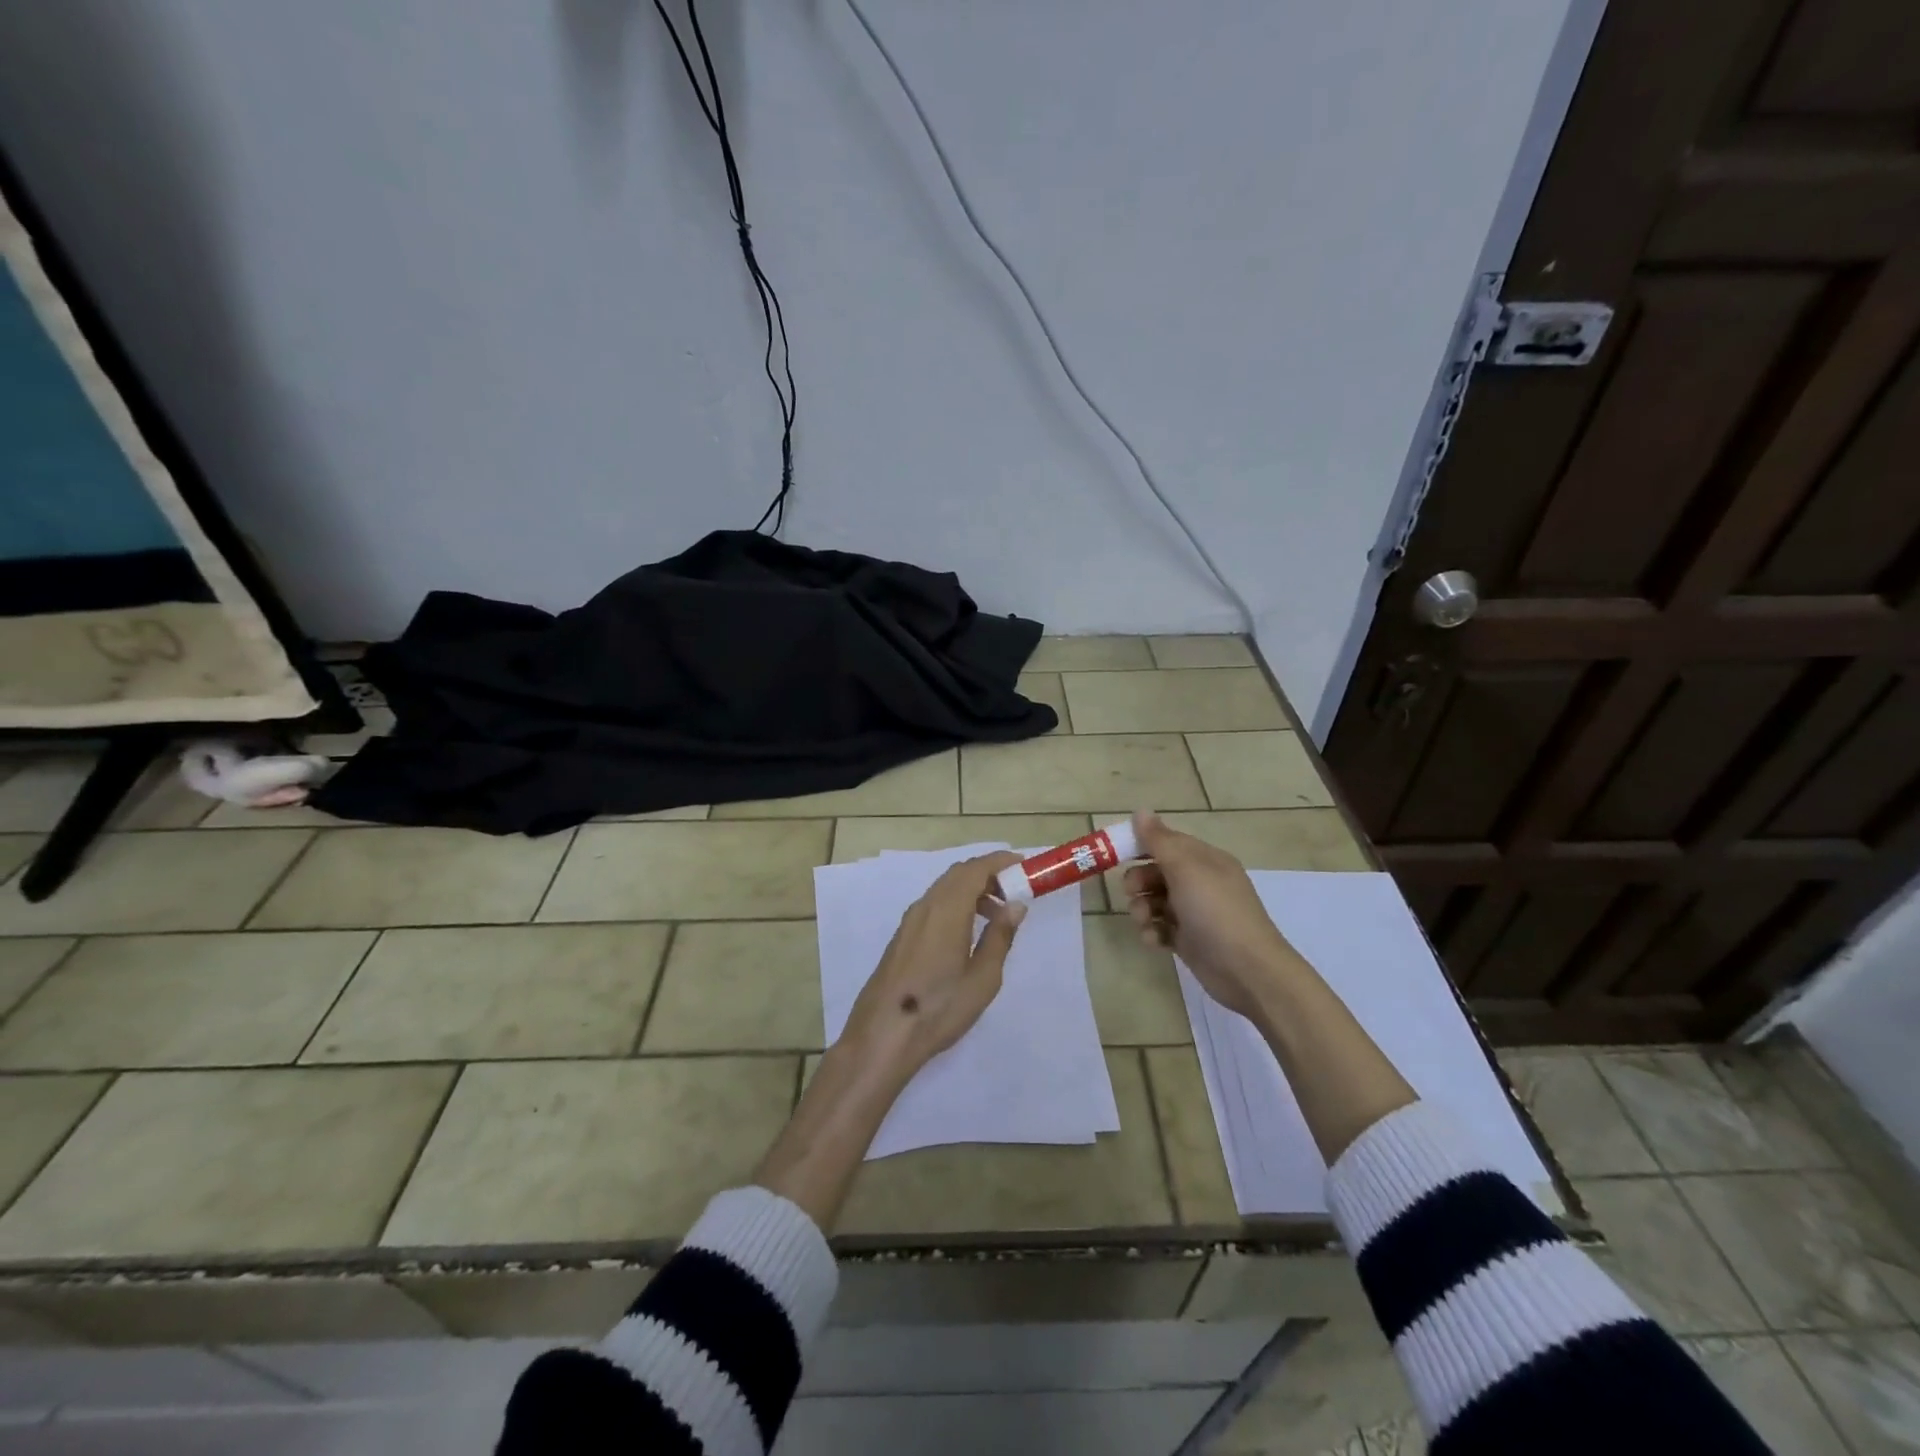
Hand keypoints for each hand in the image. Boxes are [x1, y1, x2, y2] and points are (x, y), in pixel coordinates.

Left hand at [835, 851, 1027, 1086]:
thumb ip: (1000, 937)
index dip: (1000, 862)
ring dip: (972, 890)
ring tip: (997, 914)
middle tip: (1015, 890)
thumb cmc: (939, 1008)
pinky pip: (934, 904)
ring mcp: (910, 920)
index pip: (975, 869)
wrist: (882, 1035)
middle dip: (988, 874)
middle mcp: (925, 906)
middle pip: (958, 874)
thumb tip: (1015, 905)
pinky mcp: (903, 936)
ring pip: (945, 889)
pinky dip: (956, 903)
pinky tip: (969, 931)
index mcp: (946, 910)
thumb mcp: (982, 978)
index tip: (1024, 865)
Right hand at [1122, 810, 1297, 1019]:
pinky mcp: (1190, 940)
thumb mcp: (1186, 869)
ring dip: (1142, 908)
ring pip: (1155, 901)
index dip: (1141, 845)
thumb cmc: (1215, 911)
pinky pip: (1161, 928)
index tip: (1115, 853)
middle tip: (1131, 891)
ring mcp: (1195, 913)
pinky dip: (1153, 932)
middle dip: (1139, 880)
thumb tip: (1141, 810)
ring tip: (1143, 921)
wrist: (1247, 969)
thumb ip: (1159, 840)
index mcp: (1205, 860)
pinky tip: (1154, 939)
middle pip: (1157, 872)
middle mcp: (1200, 882)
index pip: (1167, 842)